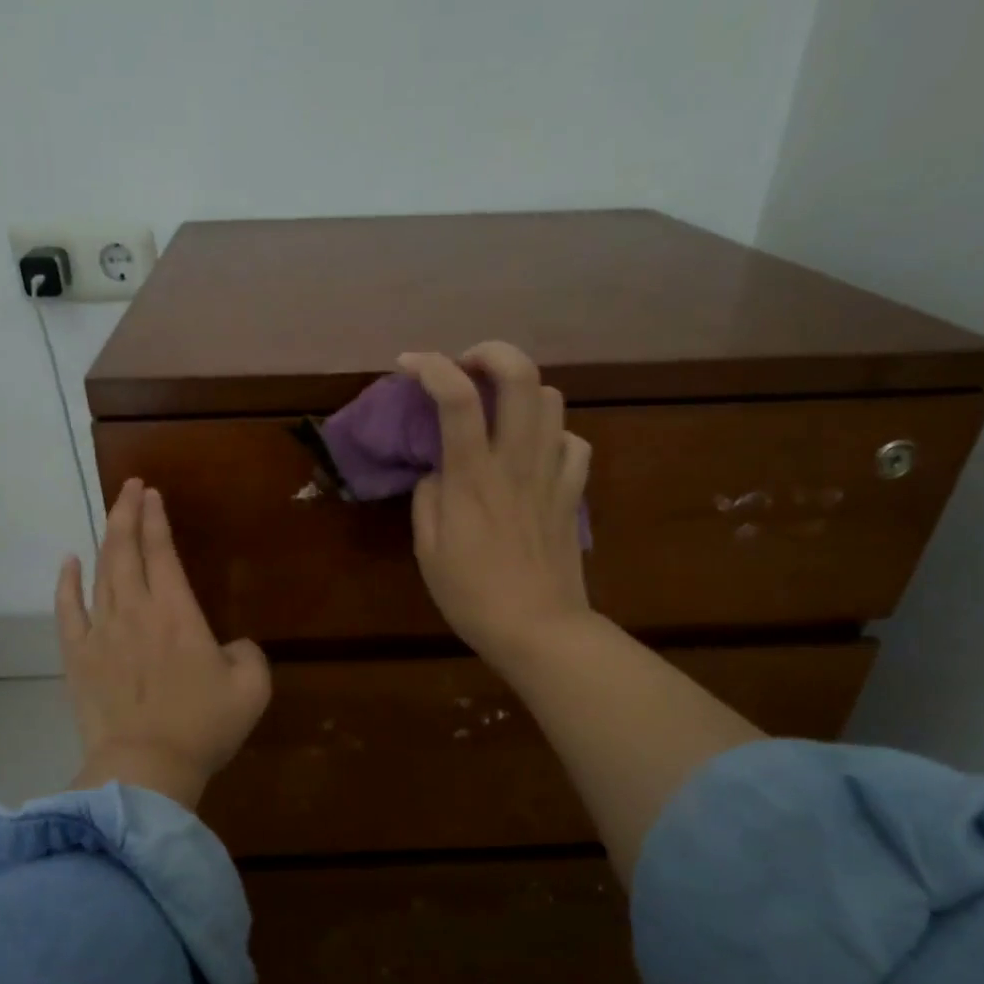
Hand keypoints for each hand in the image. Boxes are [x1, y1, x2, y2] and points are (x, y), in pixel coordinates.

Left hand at [56, 478, 271, 807]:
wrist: (145, 769)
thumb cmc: (202, 727)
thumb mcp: (252, 688)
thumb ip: (248, 653)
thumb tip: (231, 645)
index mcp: (176, 613)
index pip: (162, 552)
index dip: (156, 519)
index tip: (151, 493)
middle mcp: (135, 611)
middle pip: (125, 551)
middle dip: (127, 514)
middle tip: (130, 487)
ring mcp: (101, 633)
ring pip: (100, 574)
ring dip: (105, 540)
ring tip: (111, 514)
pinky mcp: (78, 659)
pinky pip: (68, 611)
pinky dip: (67, 583)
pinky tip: (69, 562)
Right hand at [398, 342, 592, 671]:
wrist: (538, 630)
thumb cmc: (473, 596)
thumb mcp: (427, 552)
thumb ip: (427, 500)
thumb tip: (438, 471)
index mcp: (472, 478)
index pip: (456, 397)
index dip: (430, 366)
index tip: (408, 364)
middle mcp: (516, 462)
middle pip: (521, 376)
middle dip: (492, 353)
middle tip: (468, 367)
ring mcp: (551, 474)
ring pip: (553, 399)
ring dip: (523, 391)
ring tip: (500, 410)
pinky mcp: (573, 493)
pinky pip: (574, 443)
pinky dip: (554, 435)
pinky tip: (536, 452)